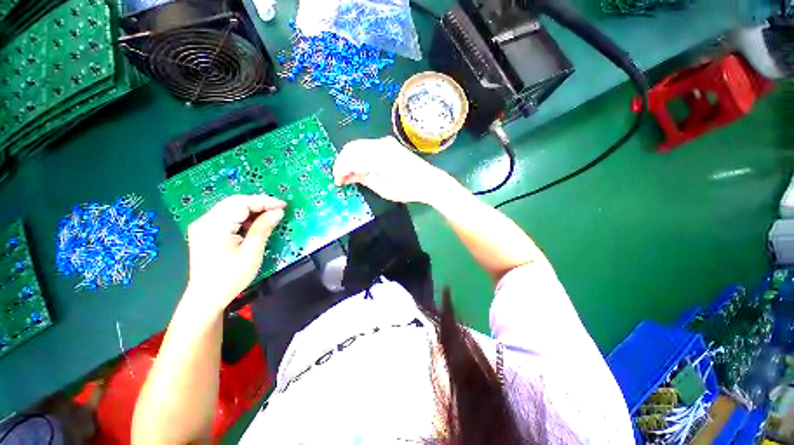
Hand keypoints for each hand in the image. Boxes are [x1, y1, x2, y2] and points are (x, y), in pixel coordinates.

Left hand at [185, 195, 284, 311]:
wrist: (206, 297)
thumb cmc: (231, 277)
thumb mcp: (251, 252)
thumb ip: (263, 228)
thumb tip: (278, 212)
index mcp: (215, 226)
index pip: (241, 203)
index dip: (264, 201)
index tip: (284, 205)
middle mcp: (205, 221)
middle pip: (234, 202)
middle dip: (258, 203)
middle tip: (279, 209)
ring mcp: (203, 225)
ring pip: (230, 207)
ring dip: (251, 209)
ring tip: (270, 215)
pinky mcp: (205, 231)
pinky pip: (226, 216)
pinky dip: (242, 216)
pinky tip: (254, 223)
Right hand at [333, 136, 455, 204]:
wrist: (428, 181)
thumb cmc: (407, 189)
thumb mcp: (383, 189)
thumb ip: (364, 179)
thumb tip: (349, 177)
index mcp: (377, 156)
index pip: (350, 159)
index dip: (340, 171)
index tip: (337, 183)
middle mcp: (379, 144)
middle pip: (351, 148)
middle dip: (342, 163)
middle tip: (341, 179)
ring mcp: (385, 142)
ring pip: (358, 146)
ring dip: (350, 159)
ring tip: (349, 175)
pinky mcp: (389, 145)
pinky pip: (367, 147)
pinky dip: (359, 156)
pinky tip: (360, 168)